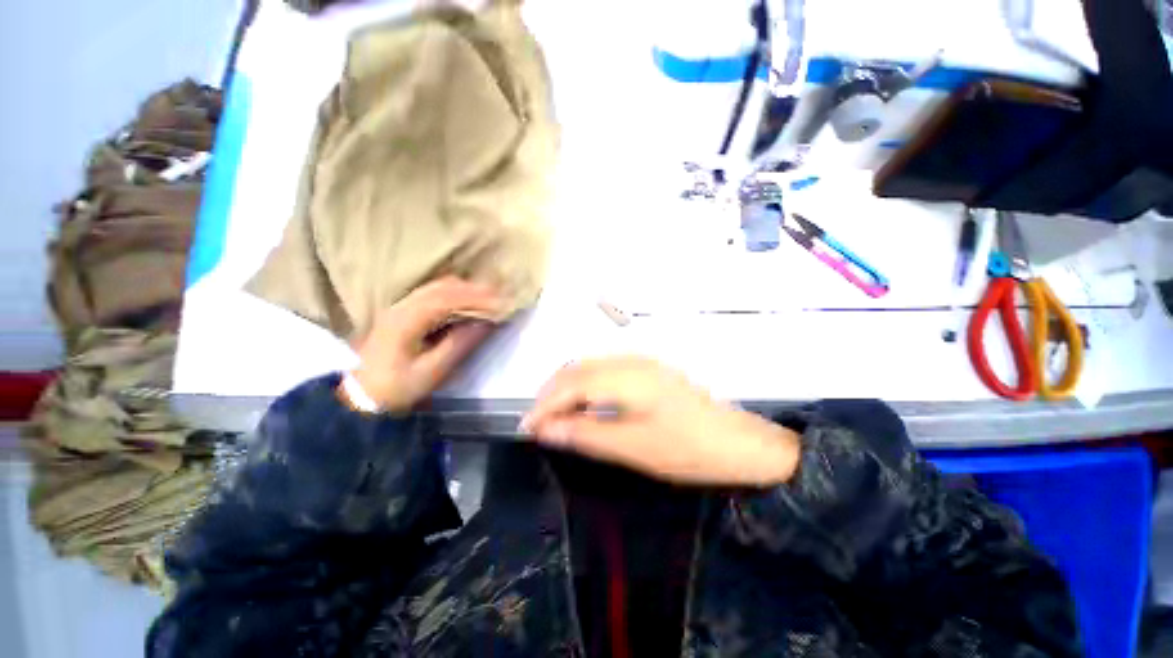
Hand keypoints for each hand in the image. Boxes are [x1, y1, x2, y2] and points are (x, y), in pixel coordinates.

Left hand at [349, 277, 503, 413]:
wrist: (357, 397)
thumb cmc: (396, 388)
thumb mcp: (431, 371)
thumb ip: (459, 344)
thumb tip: (485, 323)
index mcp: (407, 320)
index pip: (447, 298)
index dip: (477, 297)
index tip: (500, 301)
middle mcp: (402, 306)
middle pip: (442, 286)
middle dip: (474, 289)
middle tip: (499, 296)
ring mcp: (399, 307)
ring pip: (436, 287)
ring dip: (464, 289)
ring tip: (488, 298)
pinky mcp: (400, 313)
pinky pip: (431, 294)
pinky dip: (453, 294)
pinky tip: (465, 303)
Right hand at [521, 357, 799, 486]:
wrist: (740, 443)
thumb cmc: (687, 449)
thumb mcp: (634, 447)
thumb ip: (587, 434)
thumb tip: (546, 429)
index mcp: (626, 377)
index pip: (571, 384)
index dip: (545, 405)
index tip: (527, 428)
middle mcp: (630, 361)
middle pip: (578, 369)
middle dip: (552, 393)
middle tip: (538, 422)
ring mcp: (641, 363)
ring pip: (591, 367)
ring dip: (568, 387)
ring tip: (556, 415)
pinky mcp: (649, 370)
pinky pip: (605, 370)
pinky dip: (587, 385)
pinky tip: (585, 403)